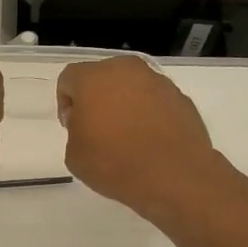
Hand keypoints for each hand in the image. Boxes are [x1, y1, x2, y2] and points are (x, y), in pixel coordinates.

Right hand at [57, 56, 225, 219]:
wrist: (174, 176)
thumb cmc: (115, 163)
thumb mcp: (74, 155)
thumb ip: (75, 130)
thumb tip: (89, 123)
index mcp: (94, 78)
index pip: (69, 79)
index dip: (66, 103)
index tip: (72, 128)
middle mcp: (127, 70)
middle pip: (103, 77)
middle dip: (97, 98)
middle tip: (97, 129)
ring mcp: (158, 82)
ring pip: (132, 86)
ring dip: (125, 104)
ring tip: (127, 136)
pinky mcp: (181, 98)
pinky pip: (156, 101)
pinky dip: (149, 114)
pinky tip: (150, 140)